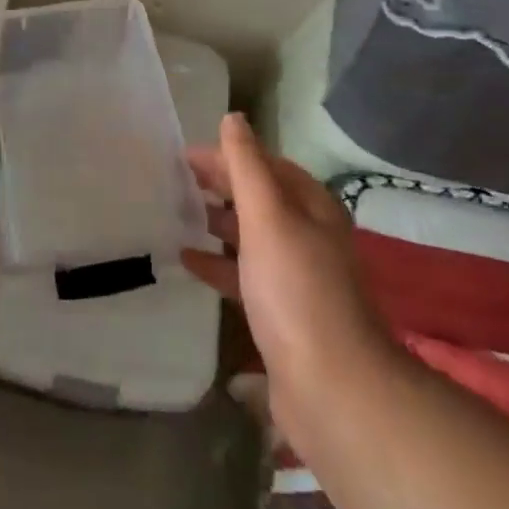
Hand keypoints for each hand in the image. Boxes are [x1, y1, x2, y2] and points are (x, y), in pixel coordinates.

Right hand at [182, 113, 395, 451]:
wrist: (333, 389)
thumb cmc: (297, 290)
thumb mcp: (268, 217)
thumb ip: (247, 166)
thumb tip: (233, 118)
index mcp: (311, 207)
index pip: (264, 165)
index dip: (227, 155)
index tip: (183, 155)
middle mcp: (308, 236)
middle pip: (258, 198)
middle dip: (220, 185)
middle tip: (175, 180)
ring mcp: (296, 277)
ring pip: (250, 236)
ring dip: (217, 222)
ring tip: (177, 214)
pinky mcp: (281, 314)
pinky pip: (244, 275)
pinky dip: (217, 263)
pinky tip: (187, 260)